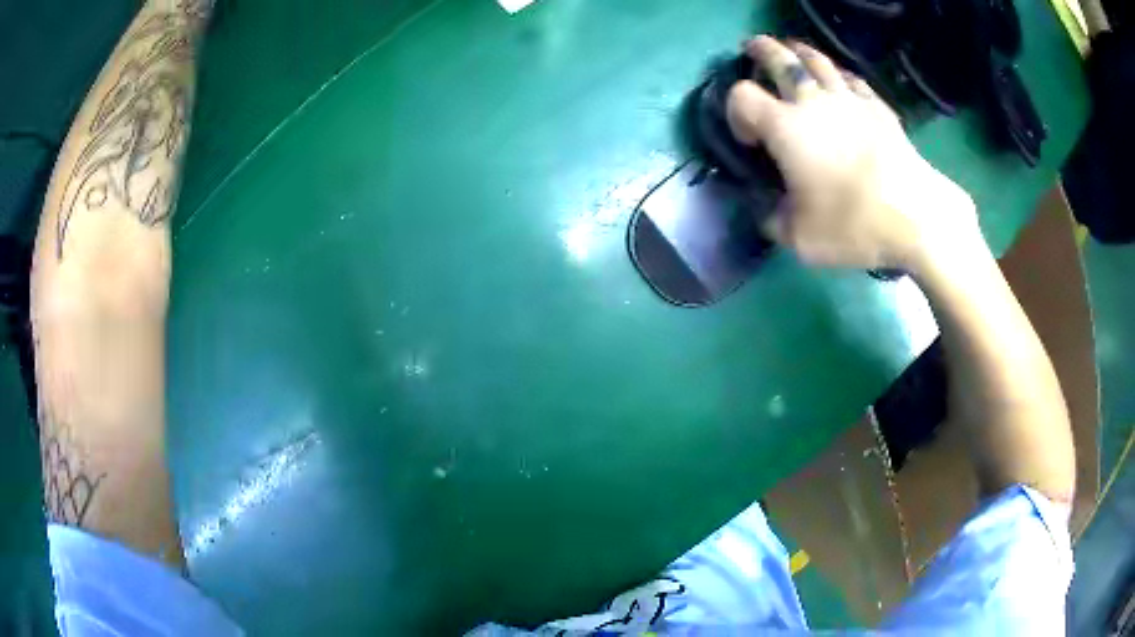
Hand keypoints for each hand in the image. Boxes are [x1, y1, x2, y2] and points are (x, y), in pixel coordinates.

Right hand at [726, 36, 980, 272]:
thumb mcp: (800, 239)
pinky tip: (841, 80)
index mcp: (785, 127)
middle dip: (762, 51)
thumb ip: (775, 221)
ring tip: (794, 51)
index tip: (748, 138)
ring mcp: (849, 100)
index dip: (735, 111)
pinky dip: (841, 75)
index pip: (742, 97)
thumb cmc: (852, 224)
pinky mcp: (878, 108)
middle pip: (780, 59)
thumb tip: (769, 212)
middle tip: (754, 49)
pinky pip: (853, 80)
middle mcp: (813, 102)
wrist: (914, 216)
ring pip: (818, 60)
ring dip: (800, 52)